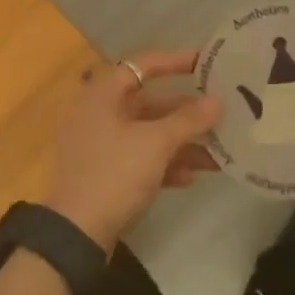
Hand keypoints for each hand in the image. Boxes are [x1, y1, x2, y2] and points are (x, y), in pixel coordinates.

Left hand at [44, 51, 221, 252]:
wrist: (76, 233)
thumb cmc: (114, 174)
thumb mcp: (155, 144)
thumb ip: (188, 120)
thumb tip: (217, 101)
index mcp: (102, 94)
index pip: (143, 65)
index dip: (175, 62)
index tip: (207, 64)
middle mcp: (98, 113)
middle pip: (148, 102)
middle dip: (185, 112)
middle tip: (219, 114)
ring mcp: (98, 144)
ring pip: (146, 133)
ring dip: (180, 141)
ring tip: (217, 152)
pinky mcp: (103, 172)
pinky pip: (139, 157)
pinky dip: (163, 163)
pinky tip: (190, 177)